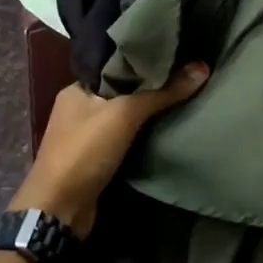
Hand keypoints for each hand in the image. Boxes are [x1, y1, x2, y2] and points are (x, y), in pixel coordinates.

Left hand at [10, 64, 208, 233]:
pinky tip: (168, 125)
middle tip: (186, 72)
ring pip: (124, 114)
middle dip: (150, 85)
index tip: (175, 52)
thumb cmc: (85, 151)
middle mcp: (79, 107)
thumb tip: (202, 68)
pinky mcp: (97, 158)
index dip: (143, 59)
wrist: (59, 210)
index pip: (115, 64)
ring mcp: (87, 134)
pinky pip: (125, 137)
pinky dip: (143, 133)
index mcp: (77, 88)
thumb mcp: (124, 114)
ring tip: (184, 94)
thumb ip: (162, 93)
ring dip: (148, 111)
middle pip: (122, 89)